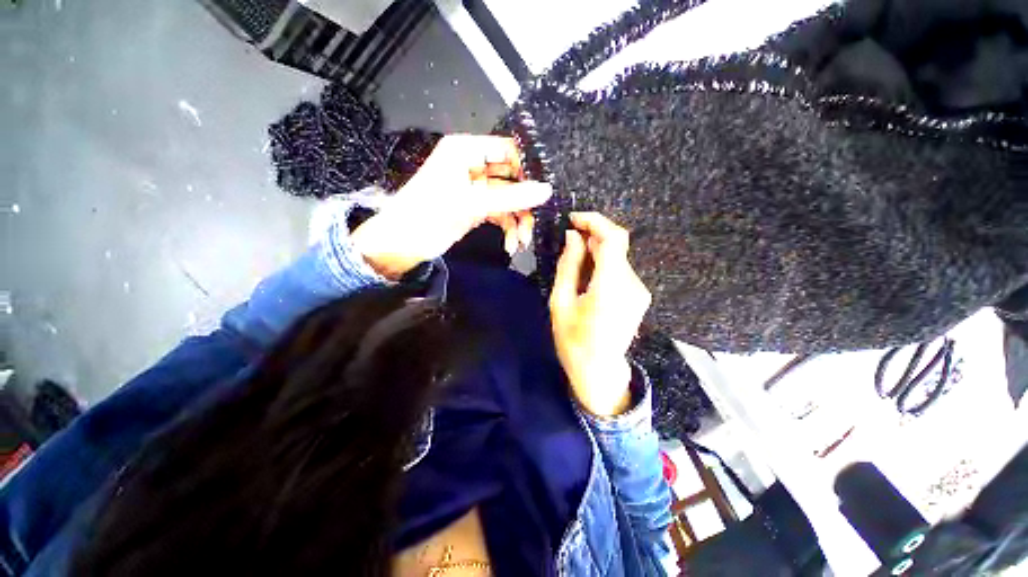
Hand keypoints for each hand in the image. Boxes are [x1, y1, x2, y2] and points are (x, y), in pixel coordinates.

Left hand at [351, 135, 551, 278]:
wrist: (403, 244)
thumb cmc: (428, 214)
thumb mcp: (471, 204)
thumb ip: (510, 198)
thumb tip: (546, 190)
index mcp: (466, 151)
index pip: (507, 150)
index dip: (527, 168)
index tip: (544, 190)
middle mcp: (473, 166)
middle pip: (511, 178)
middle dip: (524, 202)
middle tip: (535, 221)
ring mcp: (476, 189)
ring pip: (509, 200)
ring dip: (518, 221)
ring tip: (521, 242)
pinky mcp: (477, 209)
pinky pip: (501, 214)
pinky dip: (508, 229)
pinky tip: (511, 245)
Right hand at [549, 213, 651, 416]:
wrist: (599, 372)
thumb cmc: (573, 341)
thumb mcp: (560, 302)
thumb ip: (568, 266)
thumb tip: (572, 237)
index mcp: (610, 287)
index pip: (613, 239)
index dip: (595, 221)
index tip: (574, 219)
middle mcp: (632, 285)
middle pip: (617, 245)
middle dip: (593, 235)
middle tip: (570, 240)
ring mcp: (639, 291)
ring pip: (618, 257)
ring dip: (597, 251)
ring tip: (576, 261)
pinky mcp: (639, 295)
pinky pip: (621, 269)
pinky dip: (604, 263)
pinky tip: (589, 275)